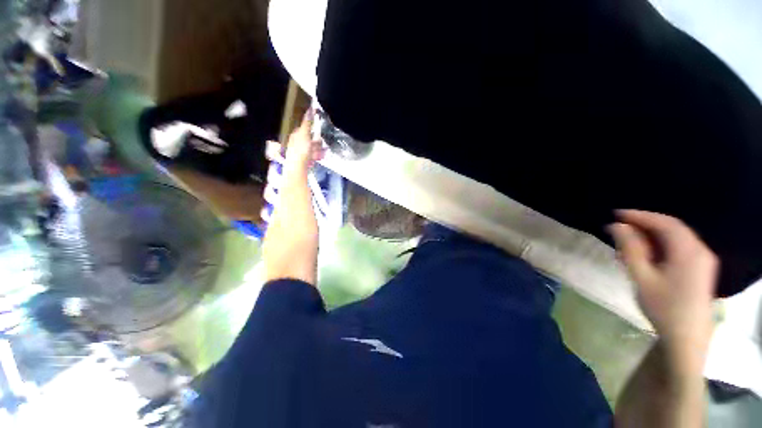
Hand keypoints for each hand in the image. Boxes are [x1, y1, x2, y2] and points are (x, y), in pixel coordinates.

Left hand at [284, 109, 324, 173]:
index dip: (311, 129)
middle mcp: (296, 143)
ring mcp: (300, 153)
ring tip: (323, 152)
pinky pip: (312, 156)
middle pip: (309, 140)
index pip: (303, 129)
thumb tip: (309, 110)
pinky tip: (320, 157)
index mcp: (295, 136)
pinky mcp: (304, 161)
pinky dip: (317, 156)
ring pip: (312, 148)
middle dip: (316, 141)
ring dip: (318, 149)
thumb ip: (307, 123)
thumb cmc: (300, 149)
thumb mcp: (304, 134)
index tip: (318, 130)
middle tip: (322, 143)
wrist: (298, 167)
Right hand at [609, 210, 717, 371]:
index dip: (640, 215)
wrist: (686, 339)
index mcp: (689, 251)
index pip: (665, 223)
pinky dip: (662, 245)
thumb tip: (617, 226)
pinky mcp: (701, 269)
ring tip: (629, 240)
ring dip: (653, 235)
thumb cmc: (663, 308)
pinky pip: (680, 248)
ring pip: (676, 238)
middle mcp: (700, 251)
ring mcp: (703, 260)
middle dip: (646, 224)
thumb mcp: (642, 277)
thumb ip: (630, 249)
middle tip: (620, 226)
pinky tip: (647, 253)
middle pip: (673, 228)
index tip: (616, 214)